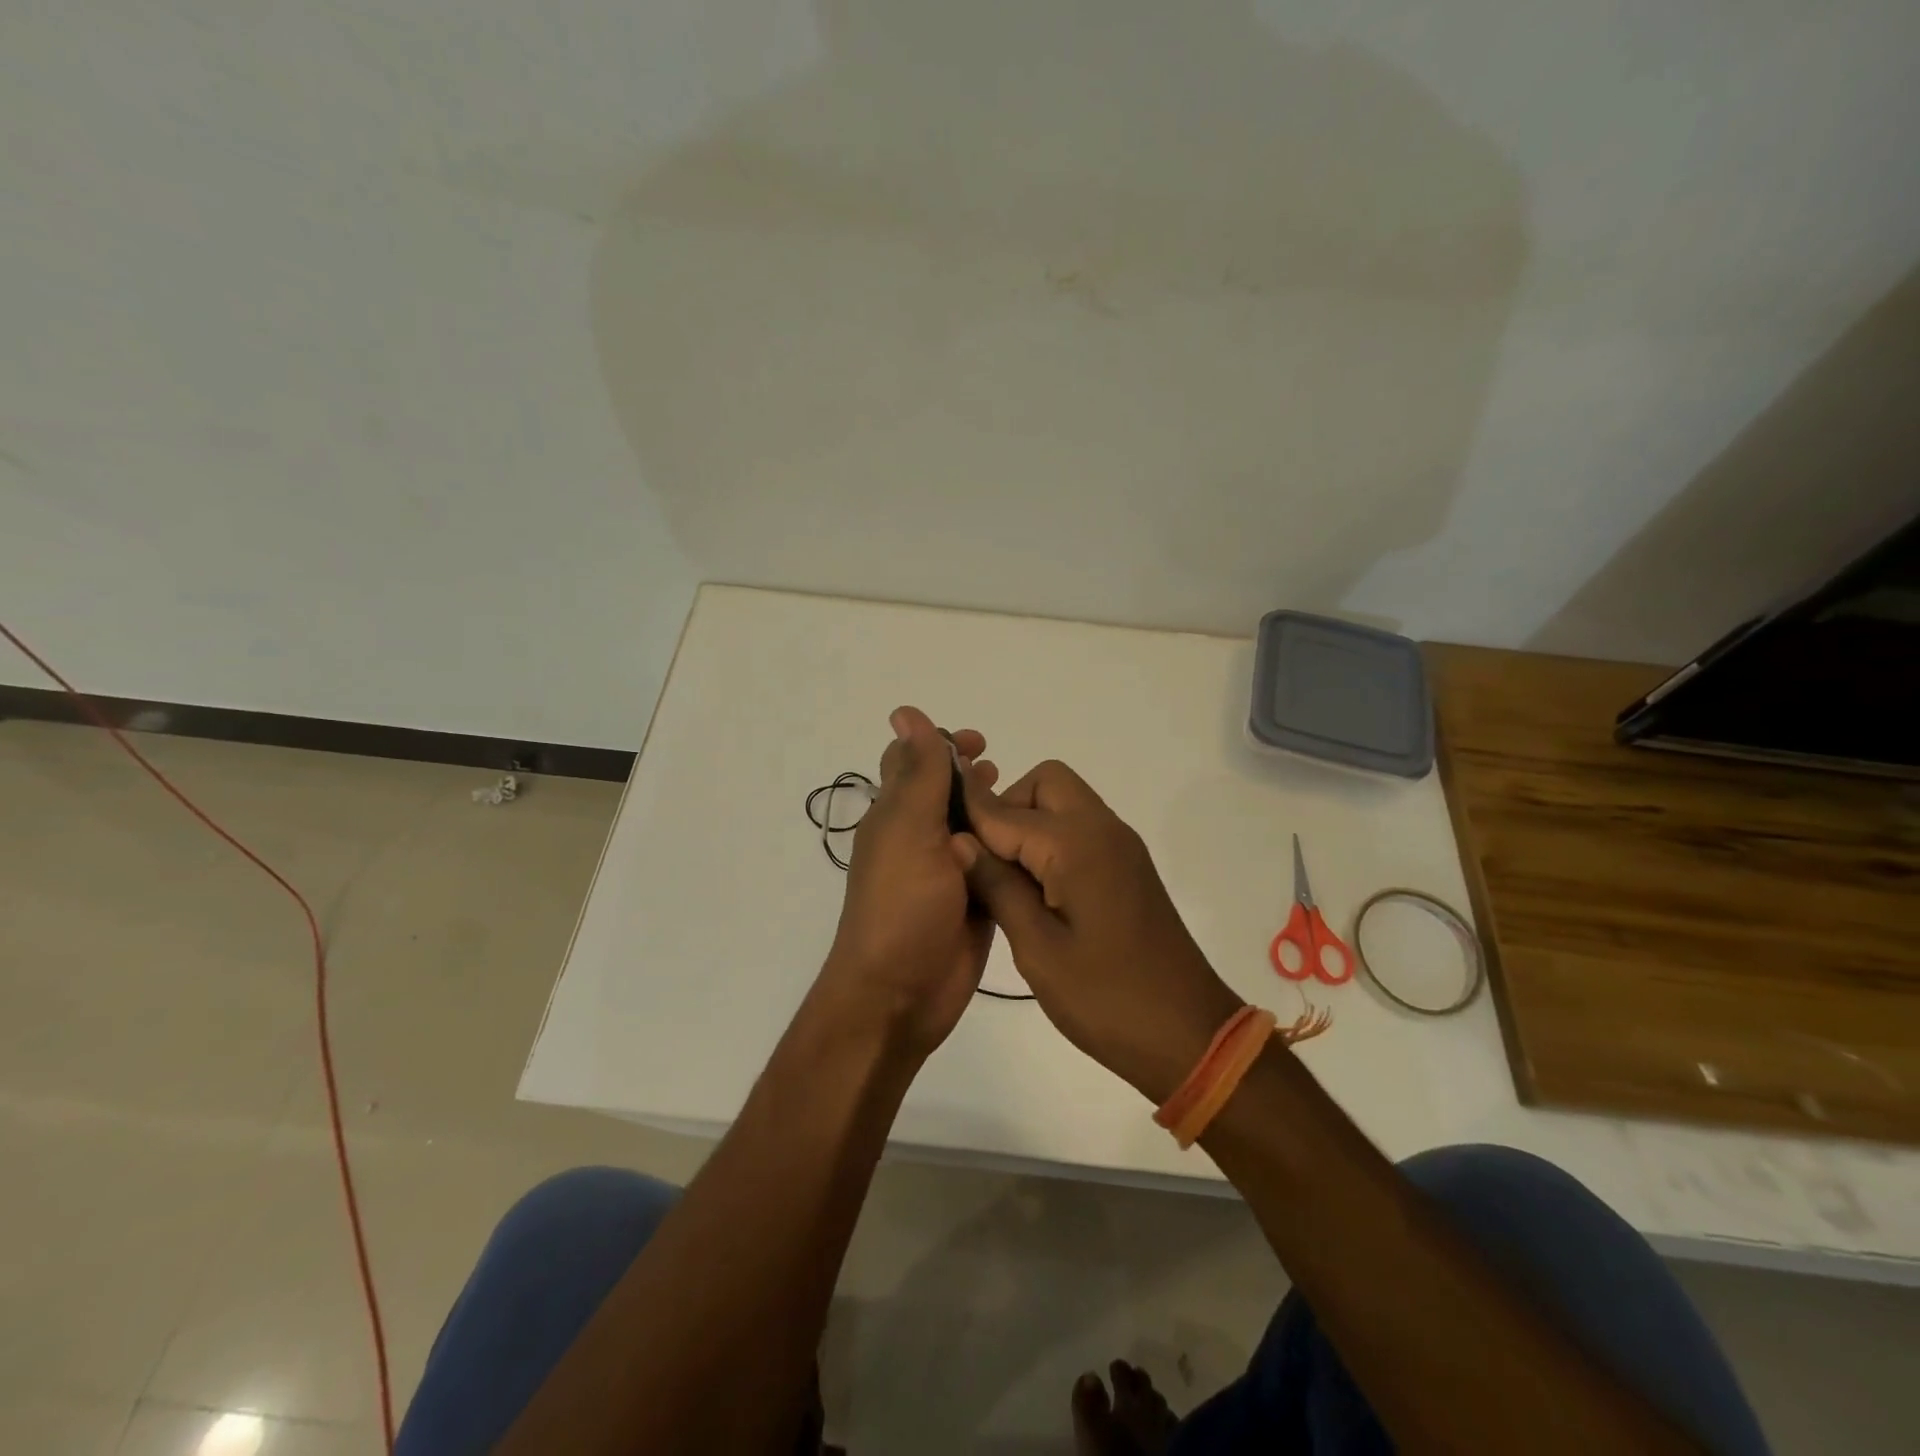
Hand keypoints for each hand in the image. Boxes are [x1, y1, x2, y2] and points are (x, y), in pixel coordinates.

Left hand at [817, 706, 999, 1061]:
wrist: (901, 993)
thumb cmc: (901, 905)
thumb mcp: (910, 829)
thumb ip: (919, 773)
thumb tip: (906, 712)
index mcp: (896, 815)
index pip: (913, 763)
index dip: (941, 745)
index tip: (978, 742)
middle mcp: (919, 839)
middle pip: (946, 794)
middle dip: (973, 776)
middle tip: (1004, 770)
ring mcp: (947, 873)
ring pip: (974, 829)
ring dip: (995, 811)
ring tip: (1025, 804)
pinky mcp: (974, 902)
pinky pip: (993, 866)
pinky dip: (1009, 850)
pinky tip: (1037, 844)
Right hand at [956, 760, 1243, 1102]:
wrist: (1188, 1033)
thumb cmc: (1106, 998)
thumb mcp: (1037, 949)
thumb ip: (997, 887)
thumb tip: (959, 842)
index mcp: (1078, 844)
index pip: (1006, 811)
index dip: (969, 816)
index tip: (936, 829)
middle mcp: (1103, 829)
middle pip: (1045, 782)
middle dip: (1006, 807)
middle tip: (983, 862)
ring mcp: (1121, 846)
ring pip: (1064, 801)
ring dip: (1029, 822)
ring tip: (1004, 878)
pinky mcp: (1128, 865)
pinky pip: (1081, 828)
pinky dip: (1052, 839)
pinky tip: (1036, 888)